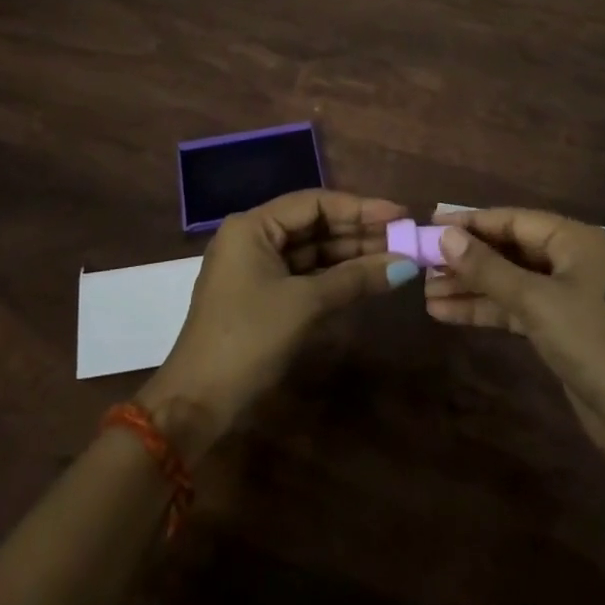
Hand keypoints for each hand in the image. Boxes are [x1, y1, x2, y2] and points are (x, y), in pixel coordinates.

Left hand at [138, 189, 412, 457]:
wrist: (198, 402)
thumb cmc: (248, 338)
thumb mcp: (305, 304)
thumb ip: (355, 278)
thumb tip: (406, 265)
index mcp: (252, 226)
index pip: (314, 202)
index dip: (360, 207)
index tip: (399, 214)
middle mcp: (253, 237)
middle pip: (315, 224)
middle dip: (360, 231)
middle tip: (405, 236)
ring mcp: (257, 267)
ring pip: (313, 250)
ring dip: (352, 254)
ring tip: (397, 255)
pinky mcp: (263, 294)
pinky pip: (306, 273)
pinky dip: (336, 275)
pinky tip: (369, 276)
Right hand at [425, 208, 604, 469]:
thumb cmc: (592, 342)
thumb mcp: (535, 301)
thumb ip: (488, 268)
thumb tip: (445, 235)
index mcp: (573, 240)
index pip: (512, 220)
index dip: (470, 222)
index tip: (430, 224)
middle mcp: (569, 260)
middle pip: (508, 250)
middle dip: (466, 259)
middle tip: (421, 263)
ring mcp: (564, 295)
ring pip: (508, 281)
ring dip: (470, 287)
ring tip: (425, 292)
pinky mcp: (558, 326)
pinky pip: (514, 307)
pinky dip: (485, 310)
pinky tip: (446, 314)